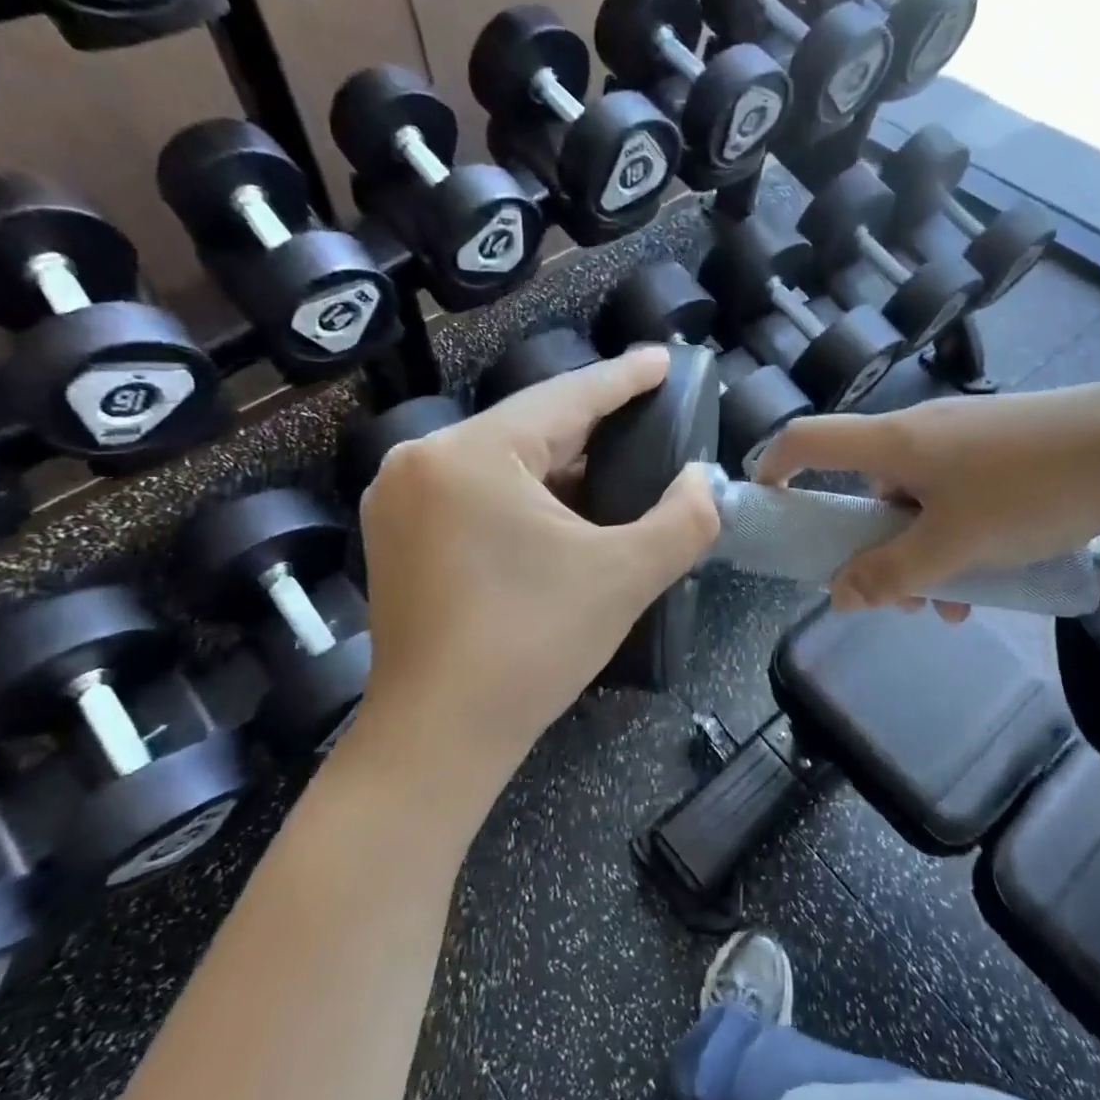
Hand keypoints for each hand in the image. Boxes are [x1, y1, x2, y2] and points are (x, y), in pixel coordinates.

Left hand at [349, 346, 718, 822]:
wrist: (436, 740)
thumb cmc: (531, 646)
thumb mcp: (625, 575)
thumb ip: (683, 518)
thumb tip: (701, 479)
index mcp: (473, 454)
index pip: (566, 398)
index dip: (624, 377)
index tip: (664, 359)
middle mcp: (423, 460)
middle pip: (530, 426)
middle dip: (595, 421)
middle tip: (652, 411)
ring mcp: (400, 498)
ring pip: (502, 459)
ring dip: (562, 459)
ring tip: (620, 454)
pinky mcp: (398, 534)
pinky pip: (477, 490)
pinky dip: (526, 491)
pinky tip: (566, 504)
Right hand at [755, 384, 1099, 615]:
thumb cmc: (1029, 490)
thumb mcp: (954, 545)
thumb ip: (892, 574)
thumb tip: (837, 596)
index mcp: (892, 443)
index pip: (807, 439)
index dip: (775, 467)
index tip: (771, 508)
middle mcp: (919, 434)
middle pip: (867, 488)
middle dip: (871, 547)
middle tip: (893, 596)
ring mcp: (963, 441)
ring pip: (918, 503)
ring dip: (923, 556)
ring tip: (957, 606)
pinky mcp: (1000, 451)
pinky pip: (957, 499)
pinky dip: (959, 539)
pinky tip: (993, 582)